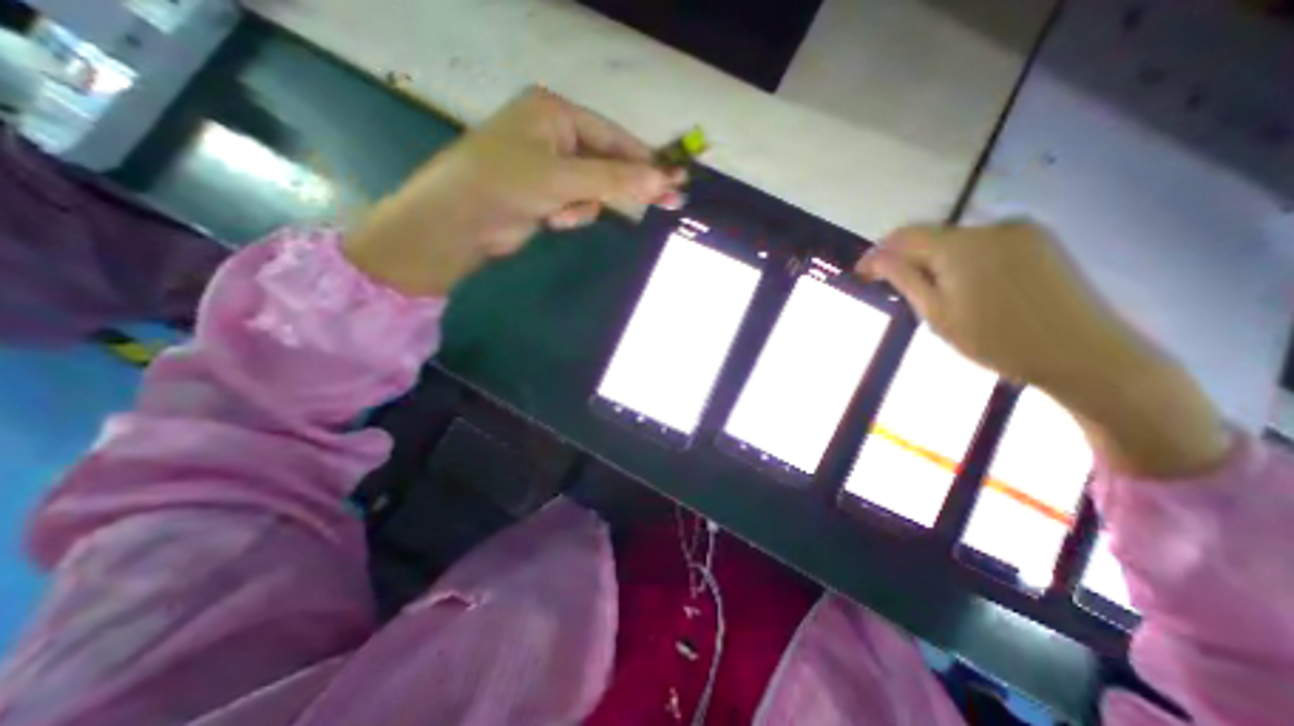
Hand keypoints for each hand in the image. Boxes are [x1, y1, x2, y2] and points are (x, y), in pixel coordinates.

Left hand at [345, 87, 686, 298]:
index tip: (674, 180)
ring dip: (585, 206)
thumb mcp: (563, 178)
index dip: (645, 161)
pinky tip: (553, 220)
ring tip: (562, 215)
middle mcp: (554, 134)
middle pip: (607, 162)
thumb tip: (661, 179)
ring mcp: (550, 165)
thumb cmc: (506, 184)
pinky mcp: (546, 193)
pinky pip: (578, 204)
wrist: (458, 223)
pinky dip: (571, 215)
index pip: (613, 137)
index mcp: (555, 113)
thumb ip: (614, 178)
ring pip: (594, 188)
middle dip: (623, 186)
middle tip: (669, 200)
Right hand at [857, 223, 1231, 481]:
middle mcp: (990, 227)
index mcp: (960, 245)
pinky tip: (965, 288)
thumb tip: (875, 257)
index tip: (862, 276)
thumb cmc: (997, 340)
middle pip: (930, 237)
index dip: (877, 254)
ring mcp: (1020, 232)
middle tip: (894, 290)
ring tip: (931, 294)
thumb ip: (903, 278)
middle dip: (906, 260)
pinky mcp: (1040, 242)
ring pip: (956, 242)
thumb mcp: (936, 313)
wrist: (1086, 355)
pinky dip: (963, 262)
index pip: (902, 237)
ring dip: (934, 262)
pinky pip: (983, 245)